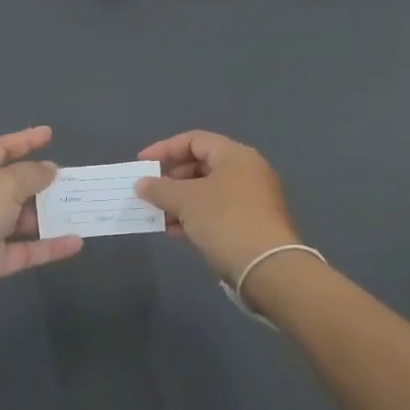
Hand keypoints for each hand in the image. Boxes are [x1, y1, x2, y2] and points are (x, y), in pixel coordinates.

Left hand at [0, 126, 83, 322]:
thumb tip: (49, 170)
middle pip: (14, 184)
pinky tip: (76, 242)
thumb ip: (31, 174)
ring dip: (50, 215)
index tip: (50, 134)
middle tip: (73, 179)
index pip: (1, 148)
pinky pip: (27, 249)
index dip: (25, 140)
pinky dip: (49, 246)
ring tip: (81, 209)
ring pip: (23, 218)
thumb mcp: (3, 185)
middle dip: (43, 182)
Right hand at [135, 130, 300, 283]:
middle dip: (171, 179)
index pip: (194, 140)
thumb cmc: (225, 221)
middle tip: (149, 193)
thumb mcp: (186, 201)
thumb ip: (160, 189)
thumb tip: (142, 184)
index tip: (142, 164)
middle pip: (201, 165)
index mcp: (235, 155)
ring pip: (207, 192)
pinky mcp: (252, 224)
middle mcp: (247, 171)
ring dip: (179, 201)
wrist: (267, 269)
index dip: (165, 149)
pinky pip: (216, 212)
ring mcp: (252, 199)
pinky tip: (175, 232)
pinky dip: (194, 217)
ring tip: (157, 216)